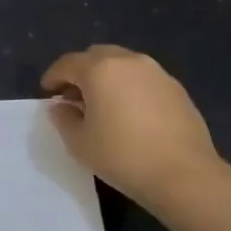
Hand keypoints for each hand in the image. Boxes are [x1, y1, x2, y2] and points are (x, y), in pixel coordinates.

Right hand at [41, 44, 220, 203]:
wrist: (184, 175)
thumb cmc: (123, 156)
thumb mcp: (80, 143)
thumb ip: (64, 119)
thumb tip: (61, 107)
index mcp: (100, 70)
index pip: (68, 64)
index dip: (53, 76)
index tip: (47, 91)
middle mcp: (129, 61)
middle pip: (96, 56)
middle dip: (81, 71)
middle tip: (73, 95)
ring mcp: (157, 73)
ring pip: (123, 64)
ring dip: (107, 77)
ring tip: (102, 103)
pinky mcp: (177, 89)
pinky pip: (143, 79)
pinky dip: (129, 87)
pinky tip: (129, 112)